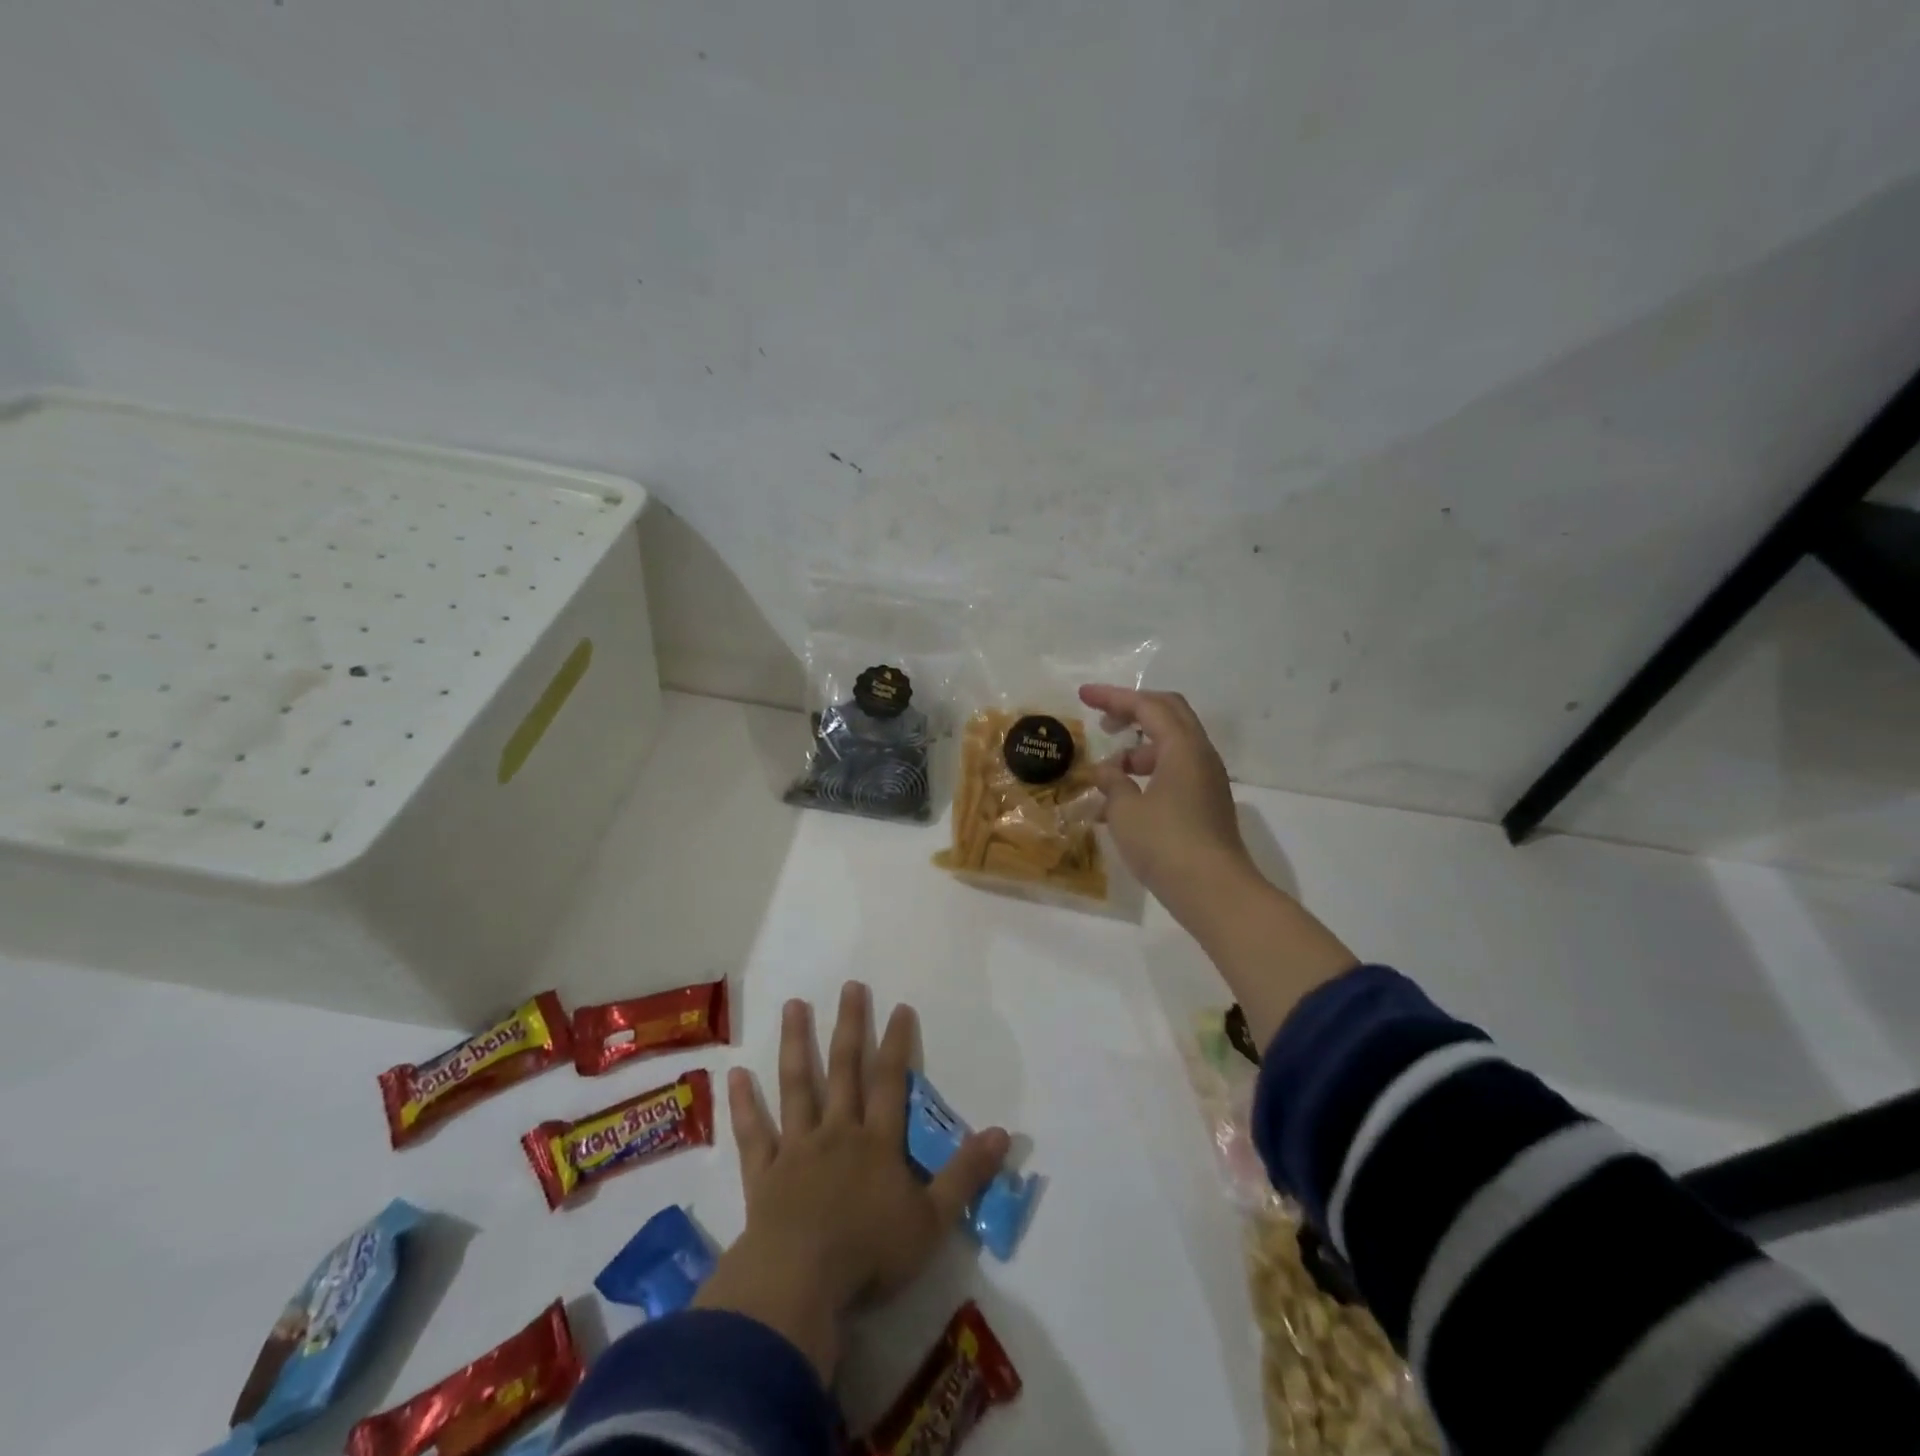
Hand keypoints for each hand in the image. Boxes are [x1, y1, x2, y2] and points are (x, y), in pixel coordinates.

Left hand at [693, 983, 1009, 1381]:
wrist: (800, 1284)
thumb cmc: (870, 1254)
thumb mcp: (933, 1220)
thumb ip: (965, 1174)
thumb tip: (1003, 1134)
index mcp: (877, 1143)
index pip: (890, 1082)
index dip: (897, 1044)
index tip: (899, 1007)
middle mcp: (837, 1133)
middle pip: (844, 1070)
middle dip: (850, 1026)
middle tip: (849, 986)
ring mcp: (797, 1149)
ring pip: (797, 1087)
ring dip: (796, 1045)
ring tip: (793, 1005)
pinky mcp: (763, 1175)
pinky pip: (753, 1134)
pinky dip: (744, 1105)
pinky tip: (736, 1074)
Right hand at [1078, 684, 1259, 926]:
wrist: (1215, 893)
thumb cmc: (1166, 844)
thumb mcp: (1126, 811)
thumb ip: (1112, 783)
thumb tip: (1106, 772)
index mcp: (1183, 747)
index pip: (1147, 706)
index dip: (1114, 697)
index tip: (1083, 696)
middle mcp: (1200, 756)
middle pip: (1168, 715)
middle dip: (1132, 712)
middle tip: (1103, 722)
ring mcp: (1207, 781)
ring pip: (1171, 747)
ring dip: (1138, 751)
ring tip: (1107, 775)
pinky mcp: (1207, 805)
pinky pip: (1174, 773)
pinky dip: (1148, 775)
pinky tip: (1122, 803)